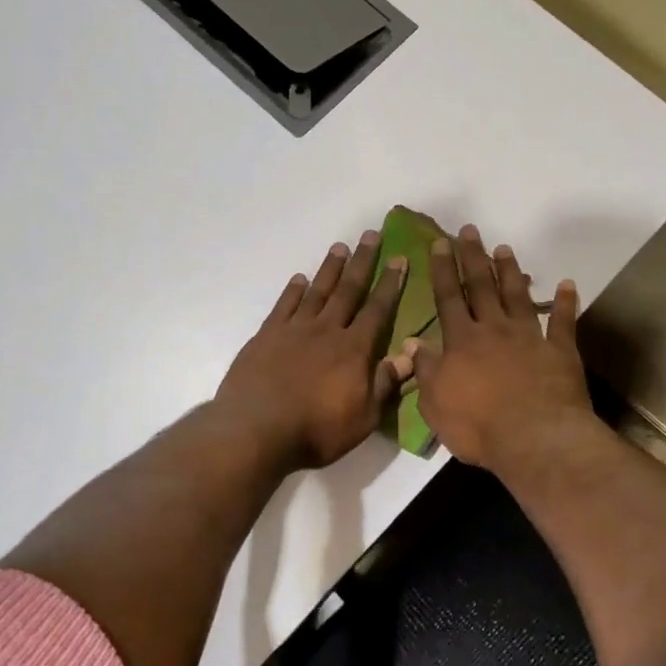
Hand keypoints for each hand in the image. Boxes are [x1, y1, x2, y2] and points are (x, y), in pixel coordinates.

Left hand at [214, 230, 412, 471]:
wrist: (256, 430)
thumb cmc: (316, 430)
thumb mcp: (363, 417)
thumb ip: (385, 384)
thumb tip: (410, 356)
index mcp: (354, 349)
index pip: (378, 309)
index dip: (390, 284)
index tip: (399, 259)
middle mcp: (326, 330)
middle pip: (348, 290)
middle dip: (363, 262)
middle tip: (371, 235)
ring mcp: (294, 330)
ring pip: (317, 291)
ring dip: (330, 269)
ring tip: (340, 247)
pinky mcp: (266, 336)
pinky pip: (284, 306)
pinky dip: (293, 290)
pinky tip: (300, 279)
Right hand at [409, 225, 594, 474]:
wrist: (535, 439)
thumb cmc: (478, 426)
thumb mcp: (435, 404)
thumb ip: (425, 370)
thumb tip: (410, 342)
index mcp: (462, 342)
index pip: (448, 298)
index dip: (443, 270)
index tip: (440, 243)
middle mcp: (494, 330)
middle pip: (481, 287)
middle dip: (473, 257)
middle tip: (469, 231)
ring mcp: (529, 337)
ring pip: (517, 296)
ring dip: (510, 271)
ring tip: (505, 249)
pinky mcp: (560, 351)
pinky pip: (563, 322)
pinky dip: (565, 302)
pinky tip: (568, 284)